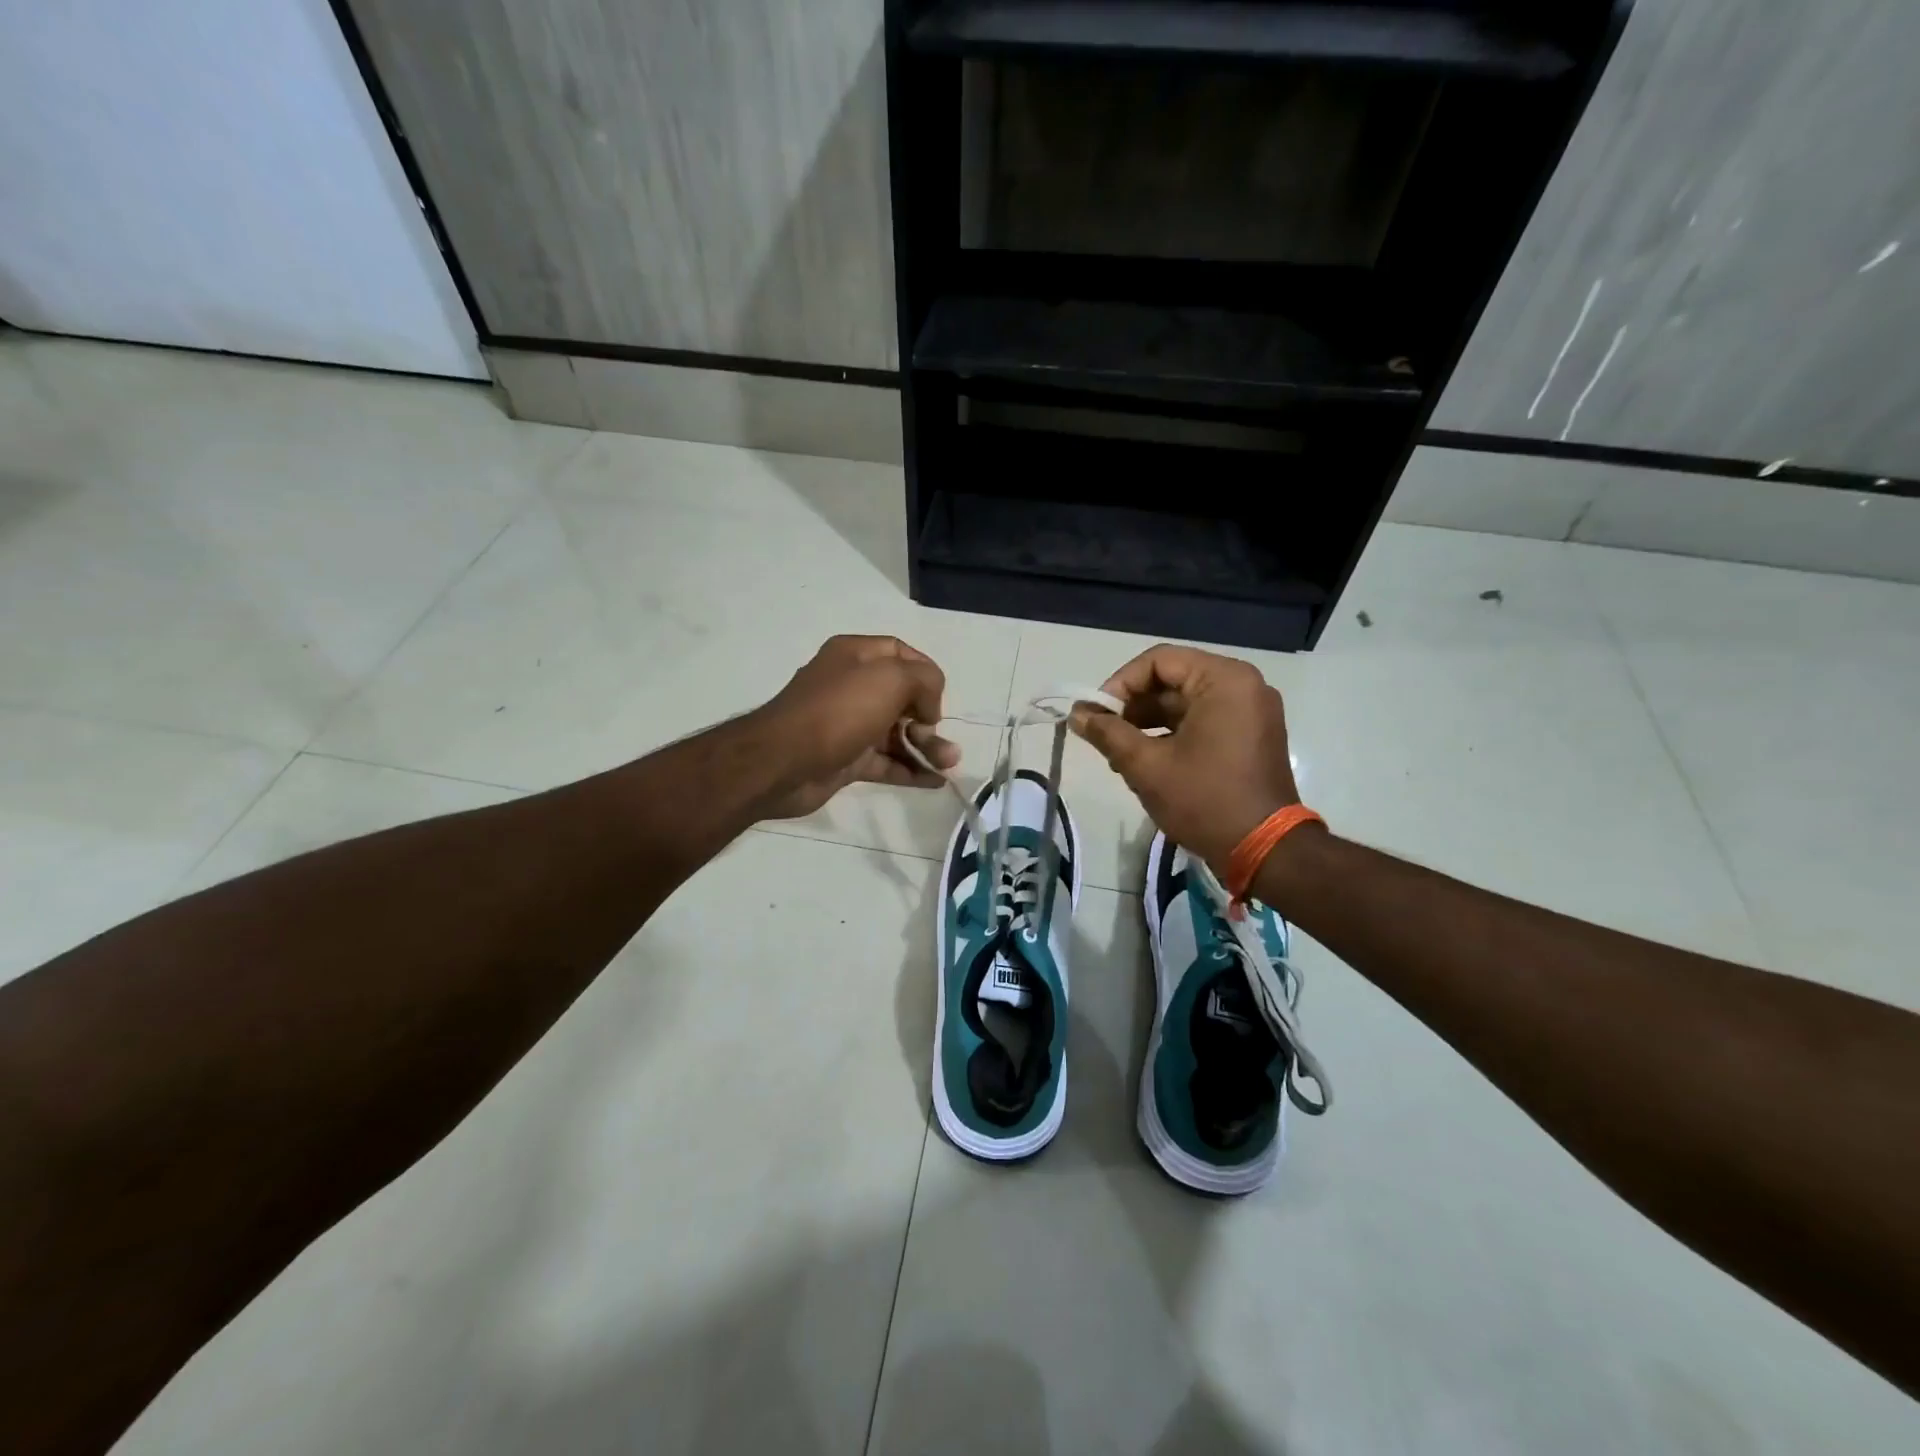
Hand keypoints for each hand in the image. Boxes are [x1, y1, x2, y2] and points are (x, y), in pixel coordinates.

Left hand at [750, 635, 959, 819]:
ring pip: (897, 733)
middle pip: (902, 697)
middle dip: (929, 717)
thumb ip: (924, 681)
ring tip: (949, 763)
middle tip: (937, 736)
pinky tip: (936, 781)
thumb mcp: (891, 679)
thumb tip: (927, 708)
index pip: (901, 653)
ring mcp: (848, 725)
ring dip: (926, 747)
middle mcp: (851, 686)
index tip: (938, 698)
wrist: (782, 763)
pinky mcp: (847, 759)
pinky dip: (911, 770)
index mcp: (855, 655)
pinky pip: (887, 762)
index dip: (926, 673)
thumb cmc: (839, 710)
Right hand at [1072, 644, 1301, 872]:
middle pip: (1172, 679)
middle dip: (1133, 706)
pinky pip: (1203, 719)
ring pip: (1185, 702)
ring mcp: (1251, 711)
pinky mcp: (1250, 735)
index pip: (1158, 661)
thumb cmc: (1204, 800)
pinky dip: (1172, 733)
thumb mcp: (1147, 766)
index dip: (1120, 683)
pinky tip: (1146, 759)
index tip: (1097, 715)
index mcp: (1224, 680)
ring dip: (1148, 722)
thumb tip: (1076, 714)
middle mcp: (1243, 685)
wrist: (1265, 851)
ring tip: (1119, 753)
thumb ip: (1107, 733)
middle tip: (1104, 736)